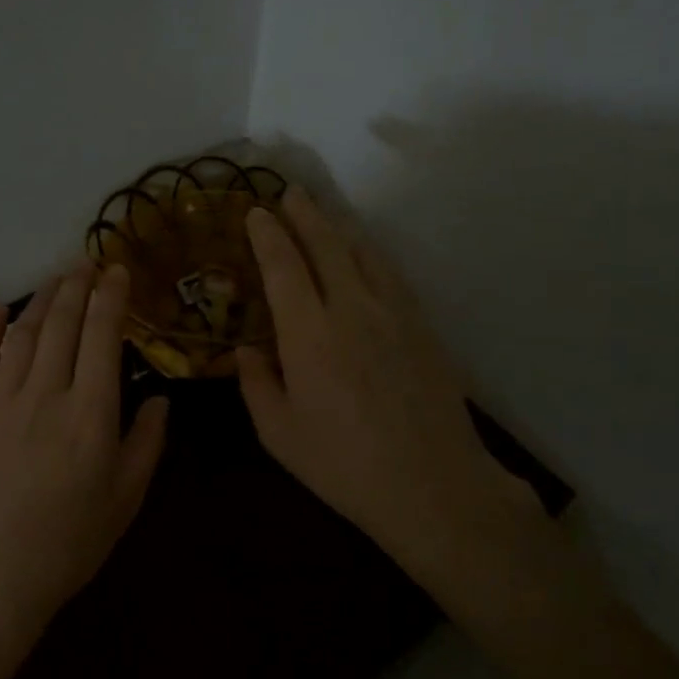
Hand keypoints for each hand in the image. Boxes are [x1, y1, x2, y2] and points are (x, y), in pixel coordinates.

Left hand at [0, 263, 169, 637]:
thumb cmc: (69, 543)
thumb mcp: (126, 499)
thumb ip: (146, 443)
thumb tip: (159, 400)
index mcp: (91, 412)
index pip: (102, 337)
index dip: (111, 298)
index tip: (117, 270)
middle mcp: (46, 393)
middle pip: (61, 325)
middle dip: (76, 287)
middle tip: (86, 262)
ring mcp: (1, 402)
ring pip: (23, 335)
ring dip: (40, 300)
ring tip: (55, 278)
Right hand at [237, 189, 552, 588]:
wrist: (433, 485)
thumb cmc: (343, 465)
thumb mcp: (280, 434)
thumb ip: (256, 384)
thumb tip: (245, 349)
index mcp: (309, 334)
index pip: (283, 266)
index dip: (268, 234)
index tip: (256, 212)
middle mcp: (352, 309)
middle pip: (327, 245)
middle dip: (305, 214)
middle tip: (290, 193)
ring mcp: (395, 314)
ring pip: (365, 253)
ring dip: (341, 228)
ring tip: (325, 215)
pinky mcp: (423, 327)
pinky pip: (392, 275)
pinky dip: (371, 254)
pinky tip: (367, 257)